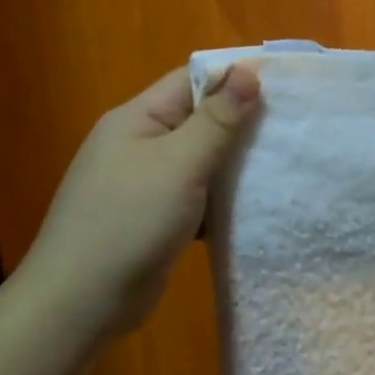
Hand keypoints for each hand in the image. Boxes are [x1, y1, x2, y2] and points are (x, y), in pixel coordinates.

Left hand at [23, 63, 260, 335]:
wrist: (81, 303)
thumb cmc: (130, 222)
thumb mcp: (180, 164)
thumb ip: (217, 120)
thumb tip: (248, 71)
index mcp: (137, 118)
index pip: (191, 79)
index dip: (235, 78)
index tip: (284, 86)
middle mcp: (138, 144)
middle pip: (197, 120)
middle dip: (241, 123)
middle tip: (292, 128)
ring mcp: (143, 184)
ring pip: (199, 161)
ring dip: (234, 165)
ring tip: (282, 164)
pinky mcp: (152, 219)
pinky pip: (195, 196)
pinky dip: (220, 199)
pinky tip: (253, 207)